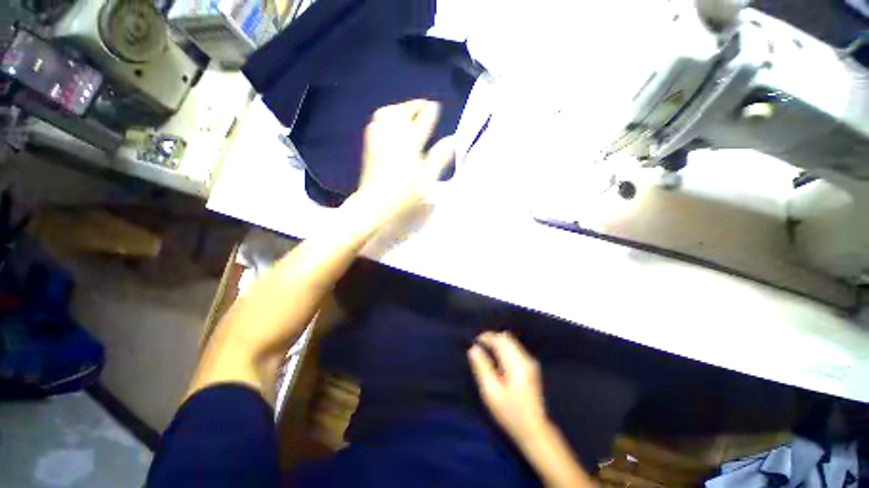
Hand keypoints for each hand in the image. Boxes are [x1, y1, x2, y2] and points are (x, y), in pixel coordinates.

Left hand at [351, 100, 454, 224]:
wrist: (374, 209)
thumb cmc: (405, 198)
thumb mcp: (427, 180)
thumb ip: (439, 159)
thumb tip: (451, 141)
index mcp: (409, 145)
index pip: (420, 122)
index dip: (429, 112)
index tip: (435, 105)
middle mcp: (391, 138)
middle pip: (398, 112)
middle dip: (410, 106)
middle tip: (421, 108)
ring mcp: (377, 143)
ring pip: (384, 116)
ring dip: (397, 112)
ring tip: (407, 116)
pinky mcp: (369, 150)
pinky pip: (376, 125)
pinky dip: (386, 121)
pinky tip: (392, 129)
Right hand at [468, 331, 549, 442]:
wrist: (534, 429)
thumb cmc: (510, 412)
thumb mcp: (491, 392)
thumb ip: (482, 367)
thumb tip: (473, 348)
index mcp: (516, 363)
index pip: (500, 339)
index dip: (486, 337)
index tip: (474, 343)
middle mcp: (525, 358)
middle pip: (506, 337)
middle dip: (491, 339)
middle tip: (479, 348)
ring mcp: (530, 361)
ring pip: (511, 341)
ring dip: (497, 343)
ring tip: (486, 354)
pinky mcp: (530, 366)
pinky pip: (514, 348)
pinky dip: (503, 349)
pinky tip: (497, 361)